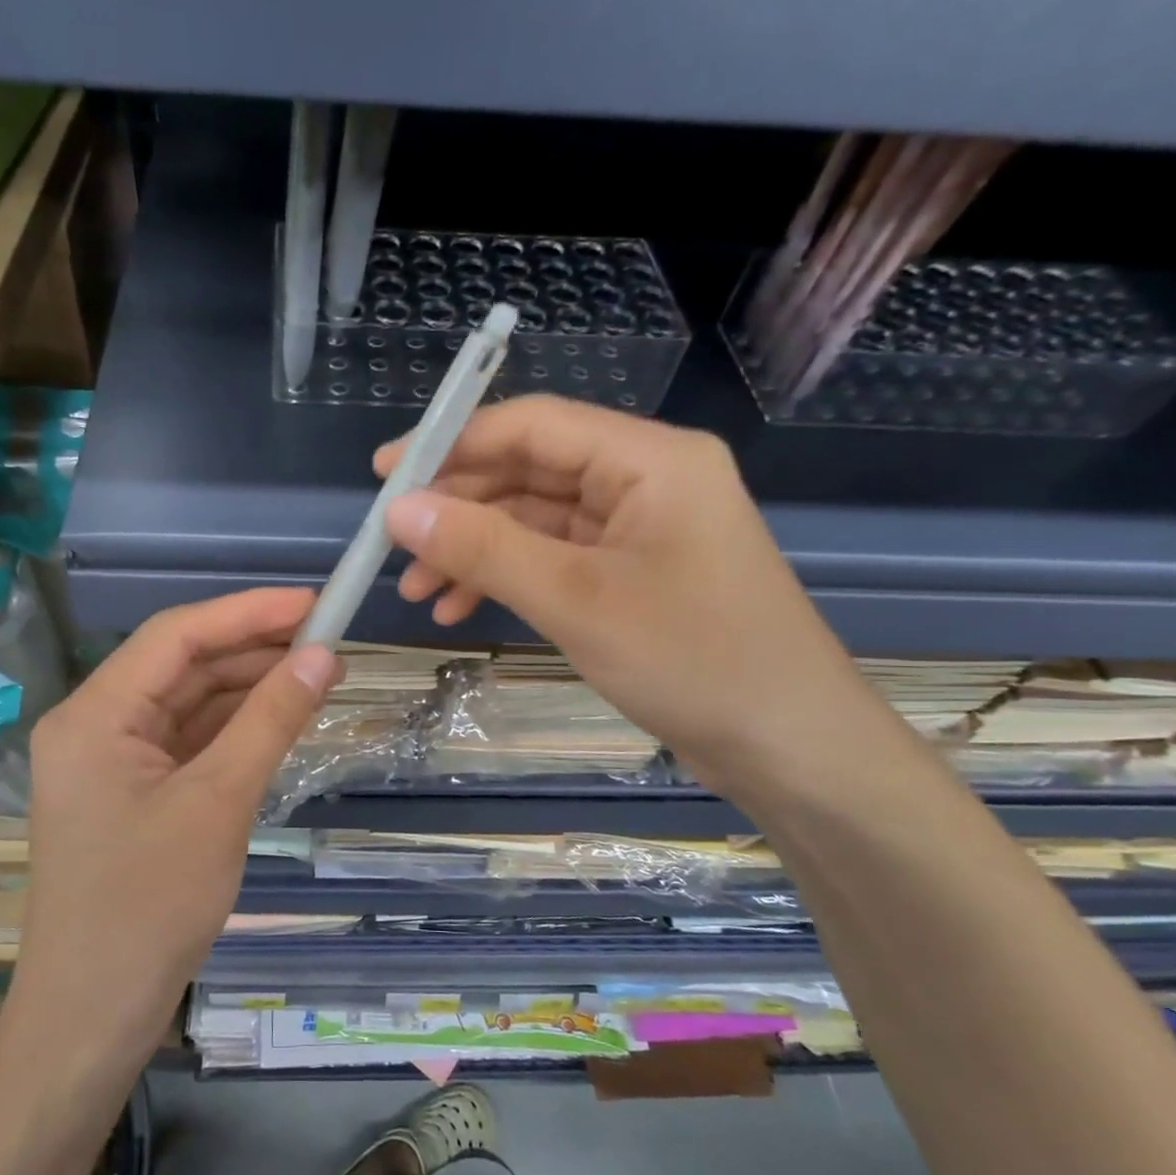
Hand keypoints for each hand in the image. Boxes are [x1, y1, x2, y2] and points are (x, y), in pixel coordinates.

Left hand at [17, 589, 341, 1054]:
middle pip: (181, 665)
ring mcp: (112, 760)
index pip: (176, 636)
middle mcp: (95, 725)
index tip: (312, 603)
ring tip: (317, 672)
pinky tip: (281, 717)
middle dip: (252, 649)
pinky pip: (188, 740)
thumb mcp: (219, 803)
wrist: (94, 1017)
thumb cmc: (148, 907)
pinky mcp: (132, 791)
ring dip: (248, 687)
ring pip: (189, 702)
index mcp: (94, 715)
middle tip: (326, 639)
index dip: (247, 612)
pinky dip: (234, 728)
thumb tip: (323, 654)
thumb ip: (271, 720)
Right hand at [375, 396, 887, 797]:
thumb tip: (399, 510)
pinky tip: (460, 607)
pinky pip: (554, 558)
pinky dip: (506, 578)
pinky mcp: (632, 573)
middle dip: (458, 508)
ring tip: (417, 590)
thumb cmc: (695, 662)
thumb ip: (484, 548)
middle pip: (529, 471)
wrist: (791, 749)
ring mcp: (639, 529)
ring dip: (474, 550)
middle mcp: (644, 480)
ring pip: (535, 520)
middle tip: (393, 545)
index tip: (384, 474)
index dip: (452, 442)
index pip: (533, 425)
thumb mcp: (576, 600)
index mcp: (648, 459)